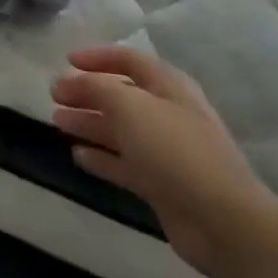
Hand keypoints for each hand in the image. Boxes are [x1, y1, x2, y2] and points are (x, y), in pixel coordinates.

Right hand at [52, 45, 277, 276]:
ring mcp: (166, 152)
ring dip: (89, 123)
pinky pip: (125, 164)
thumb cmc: (174, 149)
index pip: (129, 60)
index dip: (98, 57)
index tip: (67, 60)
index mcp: (168, 86)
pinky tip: (78, 155)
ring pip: (120, 130)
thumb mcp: (129, 106)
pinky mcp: (162, 185)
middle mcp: (168, 114)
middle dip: (87, 93)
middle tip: (54, 95)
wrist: (223, 221)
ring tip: (57, 121)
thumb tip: (70, 82)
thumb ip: (96, 88)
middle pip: (121, 96)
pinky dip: (102, 158)